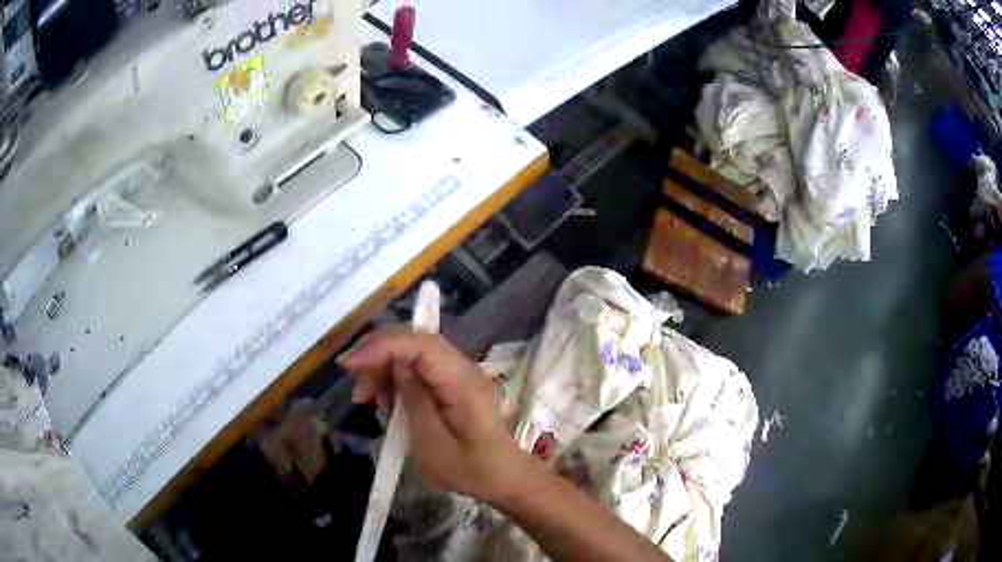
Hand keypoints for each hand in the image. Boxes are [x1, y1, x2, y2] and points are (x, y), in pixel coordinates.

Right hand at [338, 329, 532, 502]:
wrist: (503, 477)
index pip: (423, 345)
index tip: (351, 364)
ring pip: (414, 353)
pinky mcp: (454, 382)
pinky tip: (385, 401)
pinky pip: (420, 368)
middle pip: (416, 343)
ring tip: (368, 399)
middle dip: (378, 355)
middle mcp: (465, 368)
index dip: (383, 346)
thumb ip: (414, 400)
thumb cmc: (470, 470)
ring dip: (384, 368)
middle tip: (357, 386)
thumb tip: (395, 364)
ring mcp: (461, 373)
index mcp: (465, 384)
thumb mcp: (432, 444)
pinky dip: (397, 378)